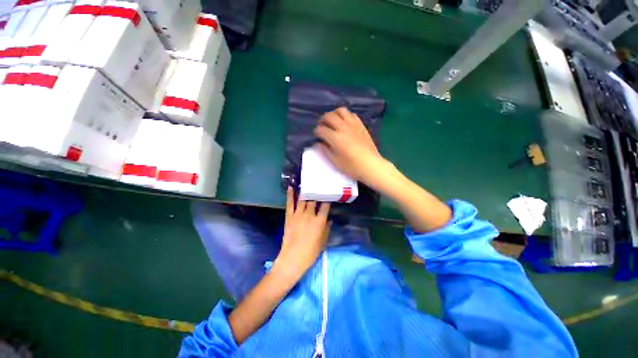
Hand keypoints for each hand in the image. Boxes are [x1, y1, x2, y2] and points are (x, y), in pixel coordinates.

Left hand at [274, 188, 330, 279]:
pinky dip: (290, 195)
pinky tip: (291, 187)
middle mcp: (310, 214)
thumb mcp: (323, 241)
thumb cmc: (311, 252)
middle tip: (318, 188)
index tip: (328, 195)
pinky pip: (290, 203)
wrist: (293, 258)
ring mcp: (298, 214)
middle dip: (316, 194)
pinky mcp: (289, 216)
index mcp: (319, 220)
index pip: (325, 206)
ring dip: (305, 192)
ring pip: (303, 199)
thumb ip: (327, 228)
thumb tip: (329, 219)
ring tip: (307, 185)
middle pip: (314, 200)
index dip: (327, 199)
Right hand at [314, 107, 391, 187]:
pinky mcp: (361, 125)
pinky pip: (352, 114)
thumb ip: (325, 150)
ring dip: (334, 114)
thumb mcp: (335, 161)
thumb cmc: (352, 166)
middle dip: (322, 120)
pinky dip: (346, 116)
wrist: (371, 165)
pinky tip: (345, 123)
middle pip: (329, 116)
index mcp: (335, 138)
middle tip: (322, 126)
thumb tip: (318, 143)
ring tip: (333, 121)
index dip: (317, 132)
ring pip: (341, 110)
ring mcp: (353, 125)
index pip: (321, 129)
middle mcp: (343, 127)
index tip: (317, 136)